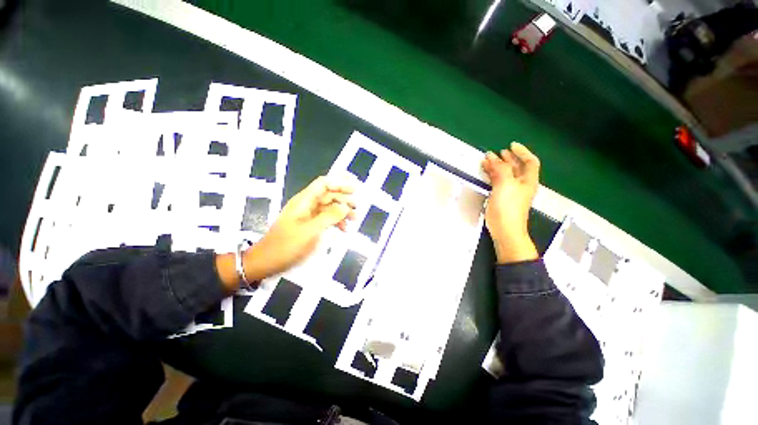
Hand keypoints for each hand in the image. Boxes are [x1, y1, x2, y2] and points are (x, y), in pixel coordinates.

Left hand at [216, 176, 356, 290]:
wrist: (266, 261)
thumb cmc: (287, 245)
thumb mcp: (310, 231)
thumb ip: (329, 217)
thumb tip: (346, 206)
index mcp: (304, 201)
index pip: (324, 184)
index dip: (339, 183)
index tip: (354, 189)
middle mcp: (306, 204)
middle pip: (328, 195)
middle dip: (344, 199)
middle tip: (357, 207)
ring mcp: (307, 215)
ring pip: (328, 207)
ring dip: (342, 211)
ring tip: (355, 219)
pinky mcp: (308, 225)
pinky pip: (325, 218)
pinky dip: (335, 221)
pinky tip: (344, 229)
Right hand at [482, 142, 539, 263]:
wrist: (505, 229)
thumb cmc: (508, 206)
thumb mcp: (505, 184)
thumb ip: (500, 169)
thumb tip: (492, 157)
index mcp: (528, 180)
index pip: (530, 162)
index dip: (522, 152)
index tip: (511, 145)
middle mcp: (521, 185)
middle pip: (516, 167)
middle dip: (507, 158)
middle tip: (496, 152)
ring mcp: (511, 192)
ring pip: (505, 174)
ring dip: (497, 166)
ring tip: (487, 160)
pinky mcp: (501, 198)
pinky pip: (497, 182)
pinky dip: (492, 175)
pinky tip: (486, 173)